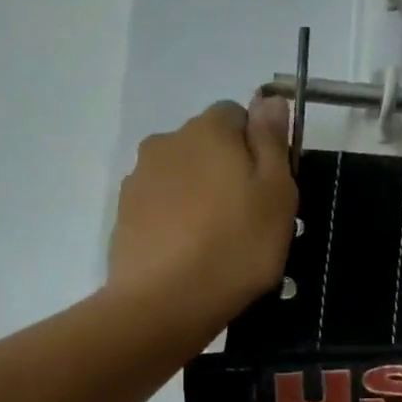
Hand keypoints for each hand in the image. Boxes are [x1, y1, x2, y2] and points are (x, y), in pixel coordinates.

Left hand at [107, 97, 297, 338]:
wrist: (164, 303)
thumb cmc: (236, 247)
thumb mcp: (277, 194)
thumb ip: (272, 142)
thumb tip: (269, 98)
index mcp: (209, 130)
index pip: (237, 116)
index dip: (257, 148)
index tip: (268, 189)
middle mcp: (167, 142)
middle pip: (206, 147)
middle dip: (225, 172)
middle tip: (246, 221)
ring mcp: (139, 179)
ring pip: (181, 178)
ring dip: (198, 197)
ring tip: (215, 244)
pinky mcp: (124, 216)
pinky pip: (160, 208)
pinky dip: (175, 222)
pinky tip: (188, 256)